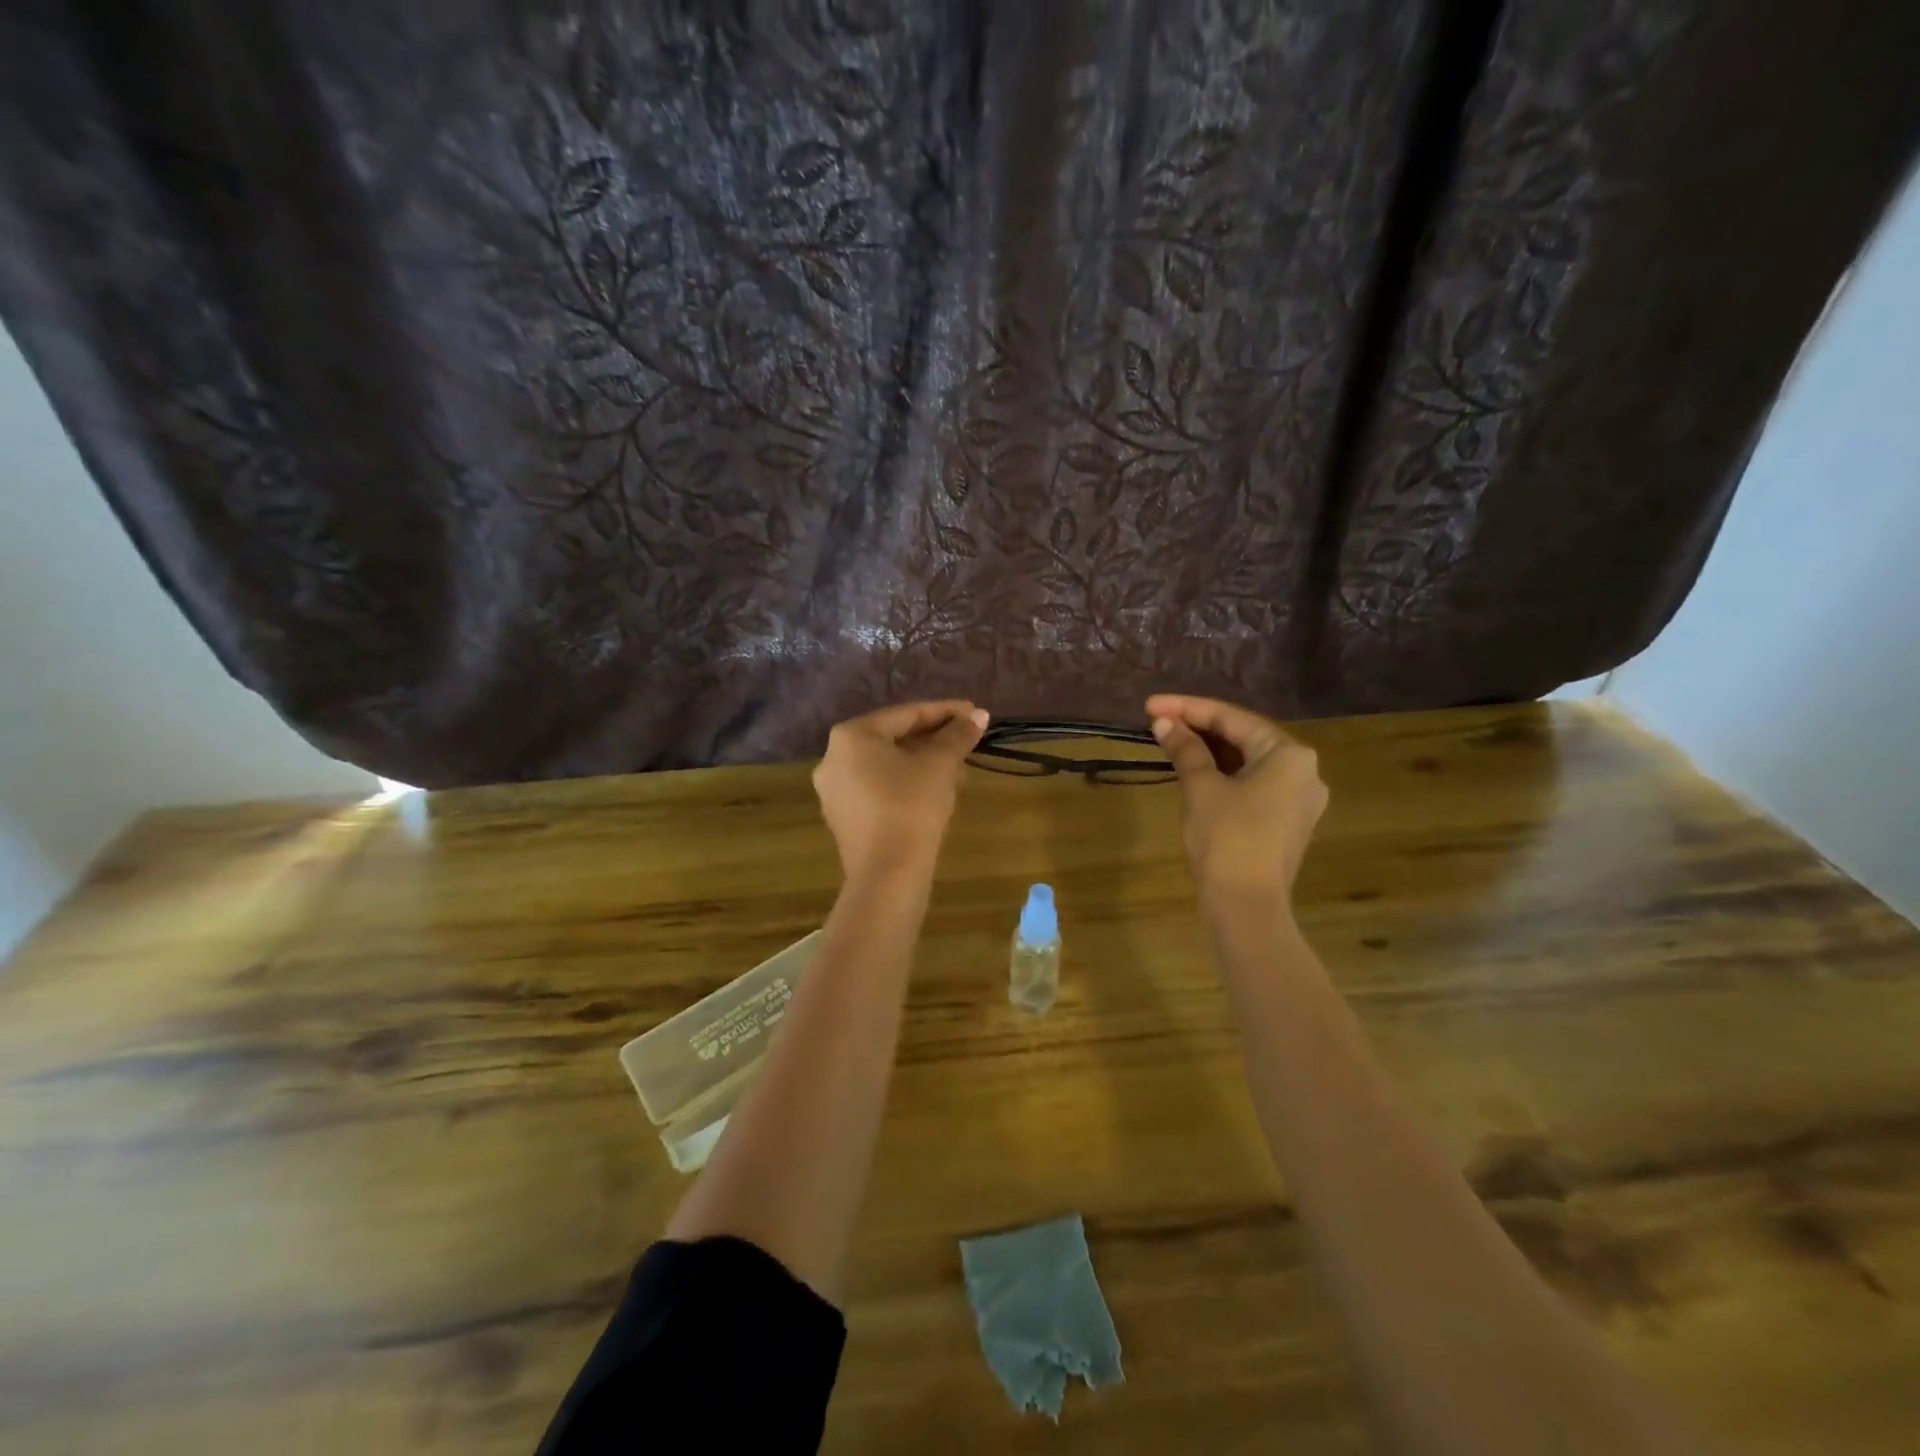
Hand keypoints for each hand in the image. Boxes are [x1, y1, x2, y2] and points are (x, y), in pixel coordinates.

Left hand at [813, 701, 988, 881]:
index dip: (946, 712)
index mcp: (852, 735)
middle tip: (967, 742)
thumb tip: (978, 715)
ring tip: (957, 770)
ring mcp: (834, 789)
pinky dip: (905, 784)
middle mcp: (833, 756)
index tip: (975, 714)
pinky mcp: (842, 817)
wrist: (887, 874)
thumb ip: (958, 735)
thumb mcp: (940, 765)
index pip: (907, 714)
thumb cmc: (911, 807)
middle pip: (894, 738)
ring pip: (886, 765)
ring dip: (923, 763)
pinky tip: (933, 793)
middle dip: (934, 740)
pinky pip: (877, 788)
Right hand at [1146, 694, 1327, 911]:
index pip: (1232, 718)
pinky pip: (1253, 784)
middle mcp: (1304, 770)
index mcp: (1289, 754)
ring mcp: (1299, 799)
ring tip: (1171, 740)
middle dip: (1199, 727)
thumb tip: (1164, 722)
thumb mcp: (1201, 787)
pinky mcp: (1287, 822)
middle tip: (1158, 721)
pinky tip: (1195, 769)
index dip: (1187, 708)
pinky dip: (1224, 774)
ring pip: (1248, 762)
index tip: (1150, 705)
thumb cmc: (1226, 838)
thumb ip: (1185, 749)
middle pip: (1244, 737)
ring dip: (1210, 751)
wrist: (1247, 905)